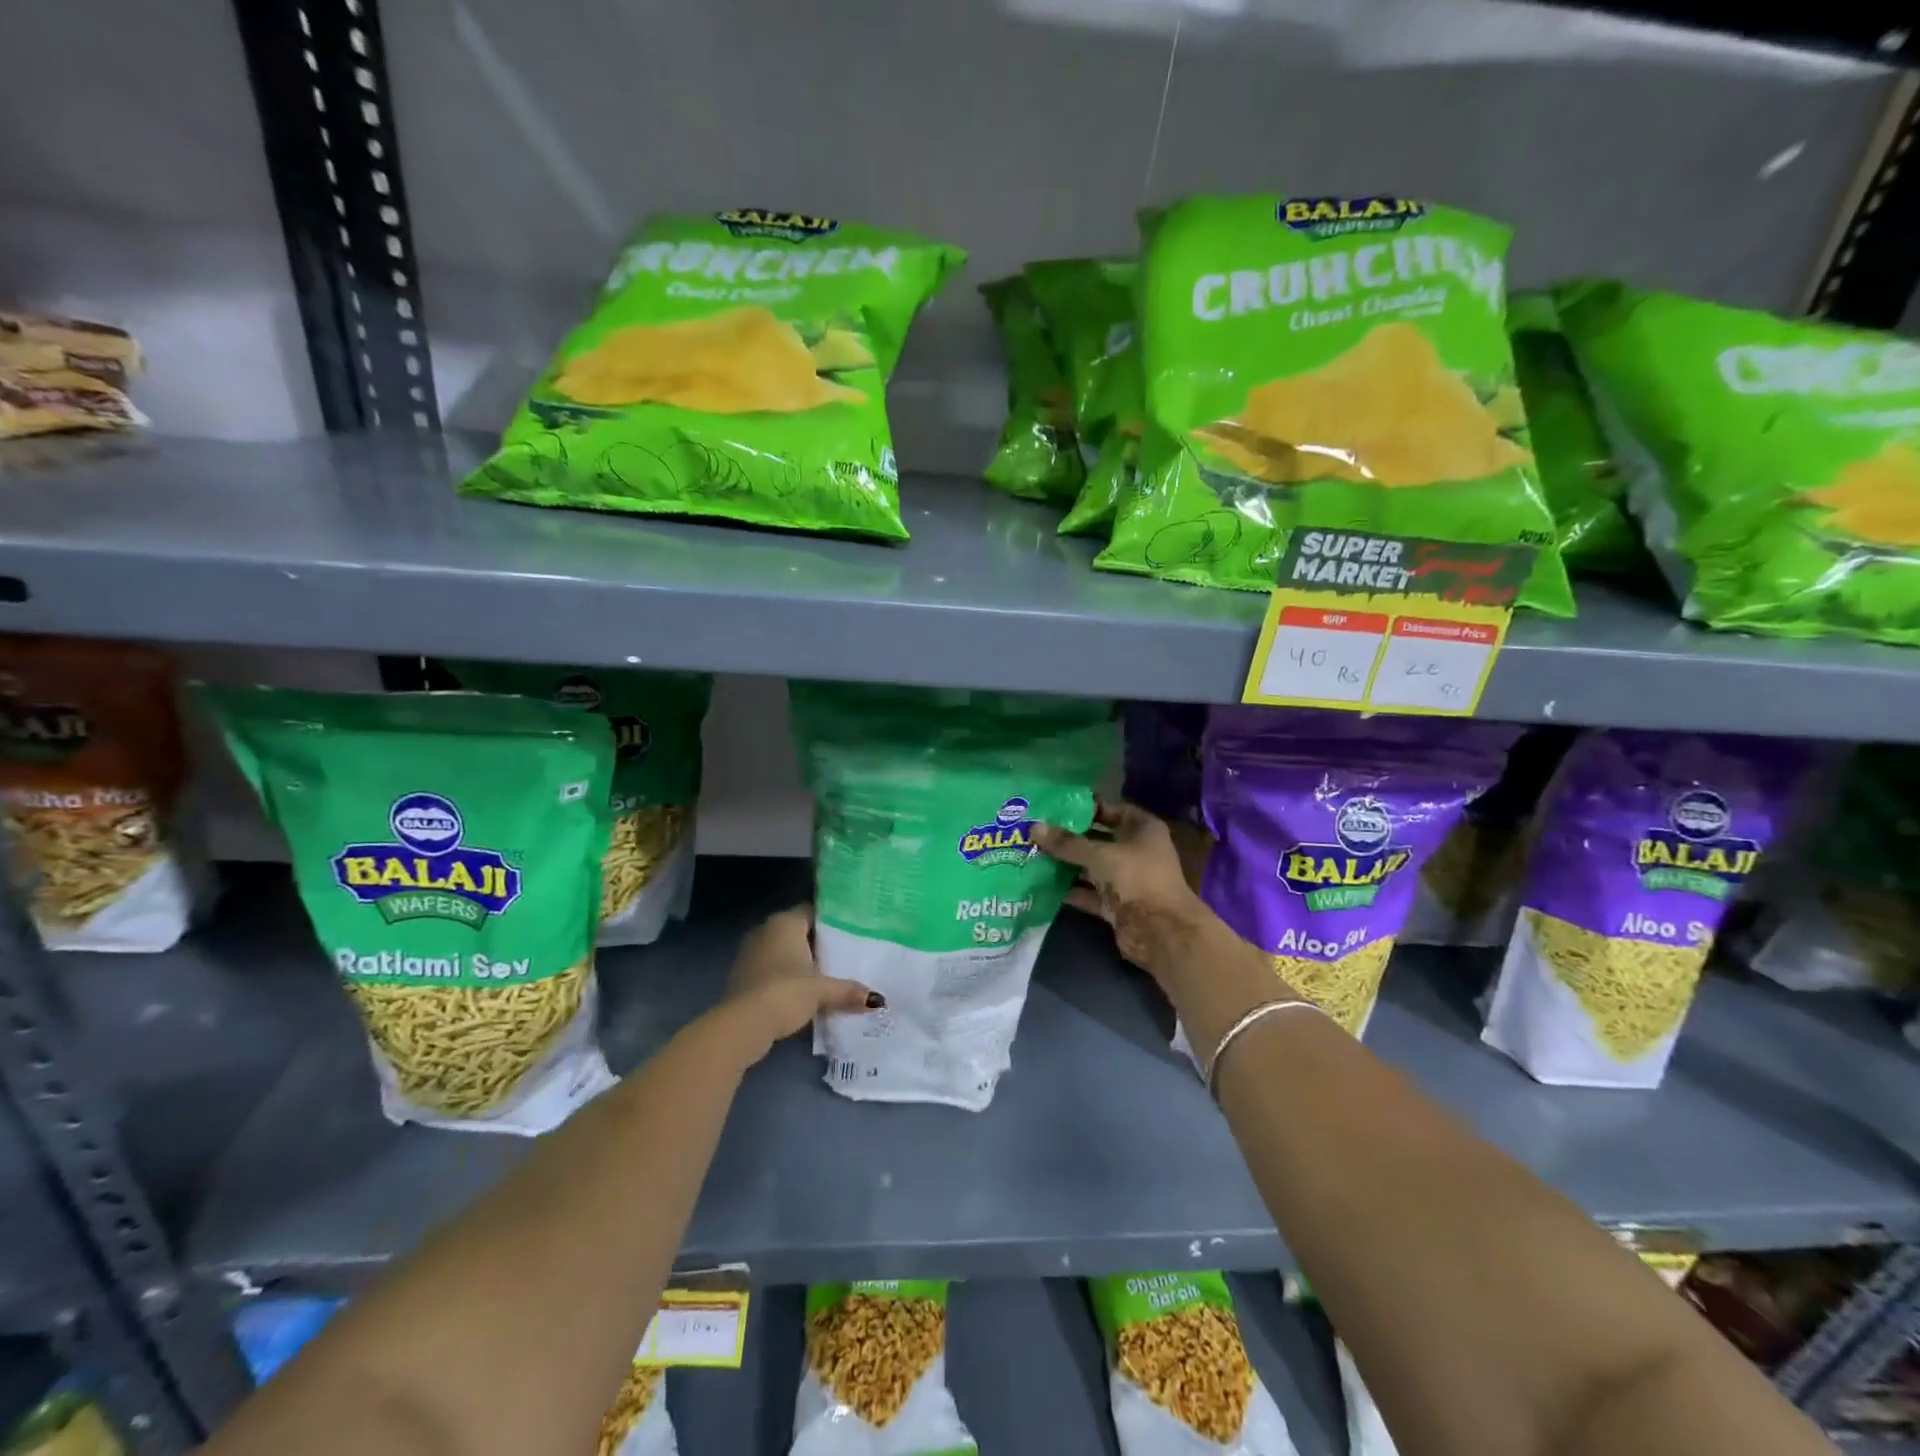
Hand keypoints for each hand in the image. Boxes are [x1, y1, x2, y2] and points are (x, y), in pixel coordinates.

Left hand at [715, 905, 881, 1066]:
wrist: (742, 1025)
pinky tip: (806, 992)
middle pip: (799, 932)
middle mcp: (765, 930)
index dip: (833, 920)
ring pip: (784, 952)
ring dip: (802, 963)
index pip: (813, 911)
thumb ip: (848, 990)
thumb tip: (877, 999)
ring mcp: (751, 953)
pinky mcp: (743, 977)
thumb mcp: (822, 990)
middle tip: (848, 954)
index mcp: (785, 922)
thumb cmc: (785, 992)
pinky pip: (773, 970)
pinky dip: (788, 978)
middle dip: (819, 944)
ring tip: (831, 974)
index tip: (854, 931)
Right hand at [1033, 802, 1211, 977]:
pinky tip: (1043, 885)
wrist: (1160, 931)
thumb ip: (1067, 843)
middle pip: (1098, 839)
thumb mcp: (1099, 855)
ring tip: (1034, 855)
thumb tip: (1034, 827)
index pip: (1111, 809)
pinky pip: (1089, 892)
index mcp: (1142, 828)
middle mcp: (1136, 851)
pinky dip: (1070, 890)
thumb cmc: (1136, 878)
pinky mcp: (1117, 905)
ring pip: (1092, 867)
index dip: (1085, 807)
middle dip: (1069, 838)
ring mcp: (1127, 880)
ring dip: (1067, 864)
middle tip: (1036, 831)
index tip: (1054, 807)